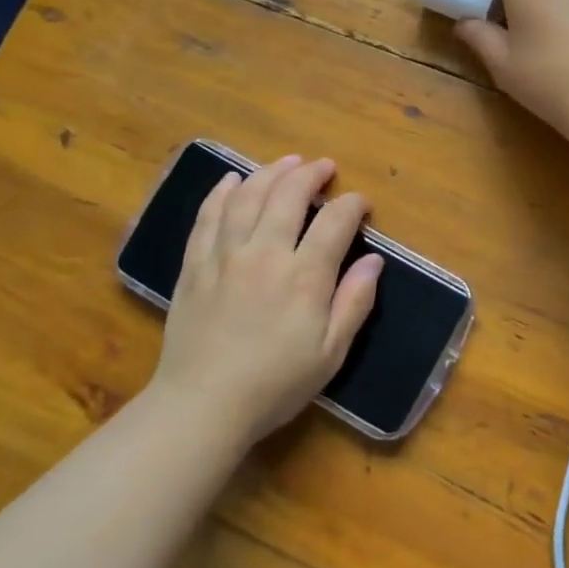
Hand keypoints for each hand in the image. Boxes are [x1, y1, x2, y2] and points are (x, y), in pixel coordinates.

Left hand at [149, 155, 381, 445]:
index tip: (361, 204)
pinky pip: (208, 216)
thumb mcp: (331, 353)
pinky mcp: (194, 265)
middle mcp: (265, 254)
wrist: (202, 405)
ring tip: (286, 162)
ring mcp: (224, 256)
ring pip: (247, 196)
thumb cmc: (276, 384)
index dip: (352, 205)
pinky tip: (232, 181)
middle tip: (324, 167)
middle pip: (288, 195)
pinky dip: (221, 192)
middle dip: (310, 174)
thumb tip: (374, 260)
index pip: (334, 222)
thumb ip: (354, 302)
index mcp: (304, 277)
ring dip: (270, 172)